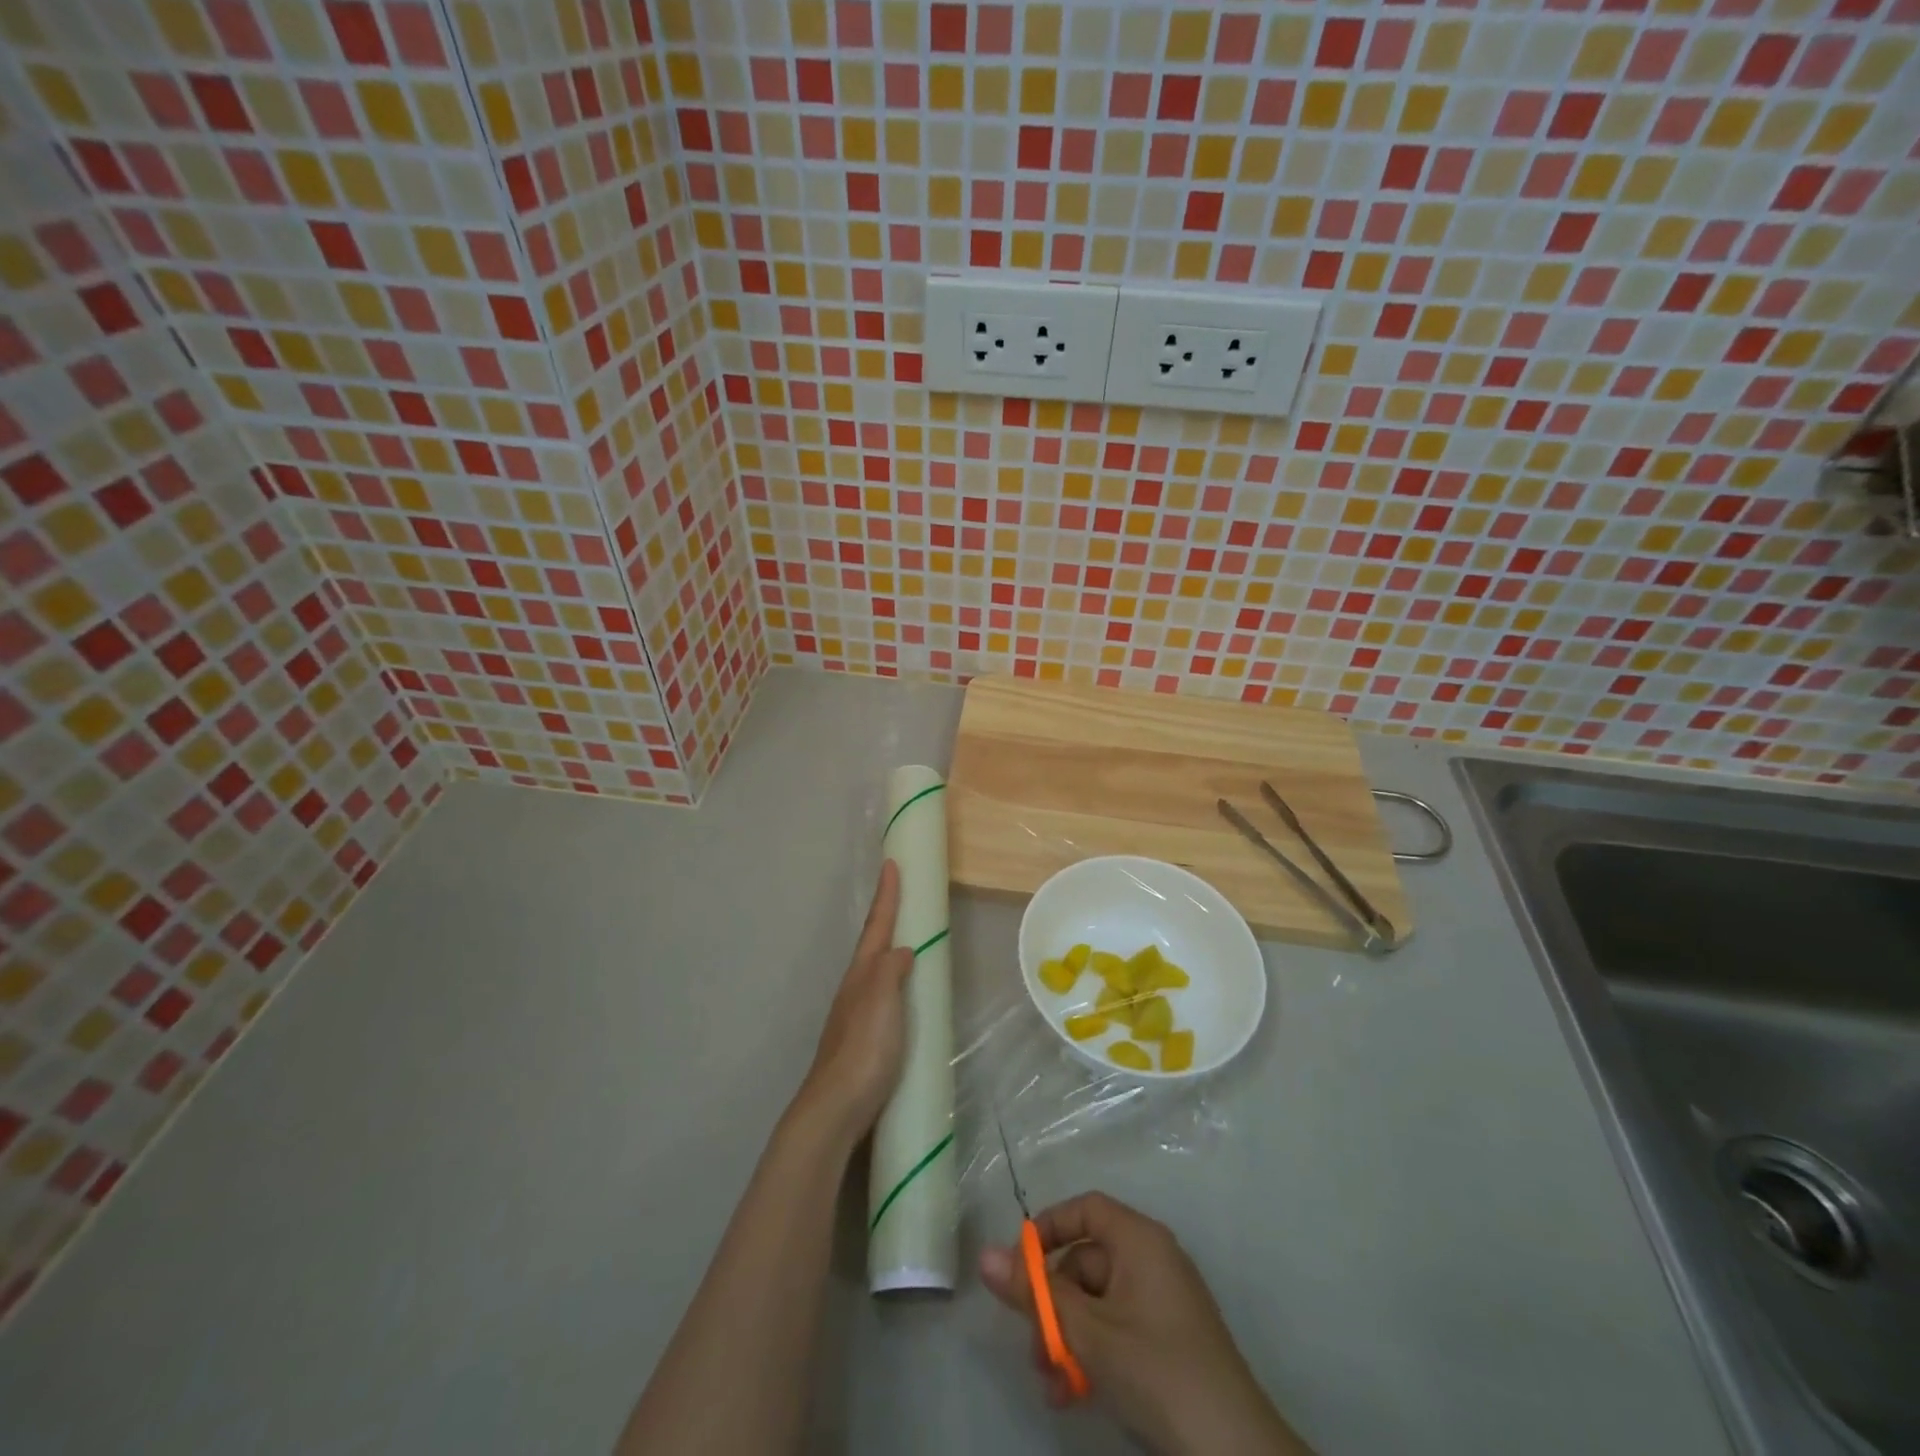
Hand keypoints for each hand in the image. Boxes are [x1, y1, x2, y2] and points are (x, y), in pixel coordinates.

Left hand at [792, 861, 915, 1146]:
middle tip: (901, 895)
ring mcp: (855, 1014)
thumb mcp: (882, 1001)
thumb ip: (891, 971)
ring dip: (888, 948)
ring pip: (875, 970)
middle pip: (872, 944)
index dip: (887, 896)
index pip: (877, 926)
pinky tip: (901, 996)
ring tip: (905, 939)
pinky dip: (893, 981)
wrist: (836, 1107)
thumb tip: (902, 950)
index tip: (892, 864)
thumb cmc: (863, 1049)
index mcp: (862, 974)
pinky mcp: (862, 1039)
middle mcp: (855, 988)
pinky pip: (880, 995)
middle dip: (885, 918)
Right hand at [980, 1192, 1310, 1455]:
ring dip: (1068, 1338)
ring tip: (1054, 1386)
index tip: (1019, 1265)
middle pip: (1086, 1261)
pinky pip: (1116, 1328)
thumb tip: (985, 1256)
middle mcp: (1152, 1259)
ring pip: (1097, 1302)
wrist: (1235, 1453)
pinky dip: (1092, 1353)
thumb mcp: (1089, 1333)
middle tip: (1035, 1350)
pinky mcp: (1167, 1340)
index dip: (1049, 1228)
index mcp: (1140, 1240)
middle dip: (1053, 1305)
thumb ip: (1036, 1294)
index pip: (1086, 1209)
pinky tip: (1074, 1394)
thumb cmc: (1158, 1372)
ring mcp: (1162, 1301)